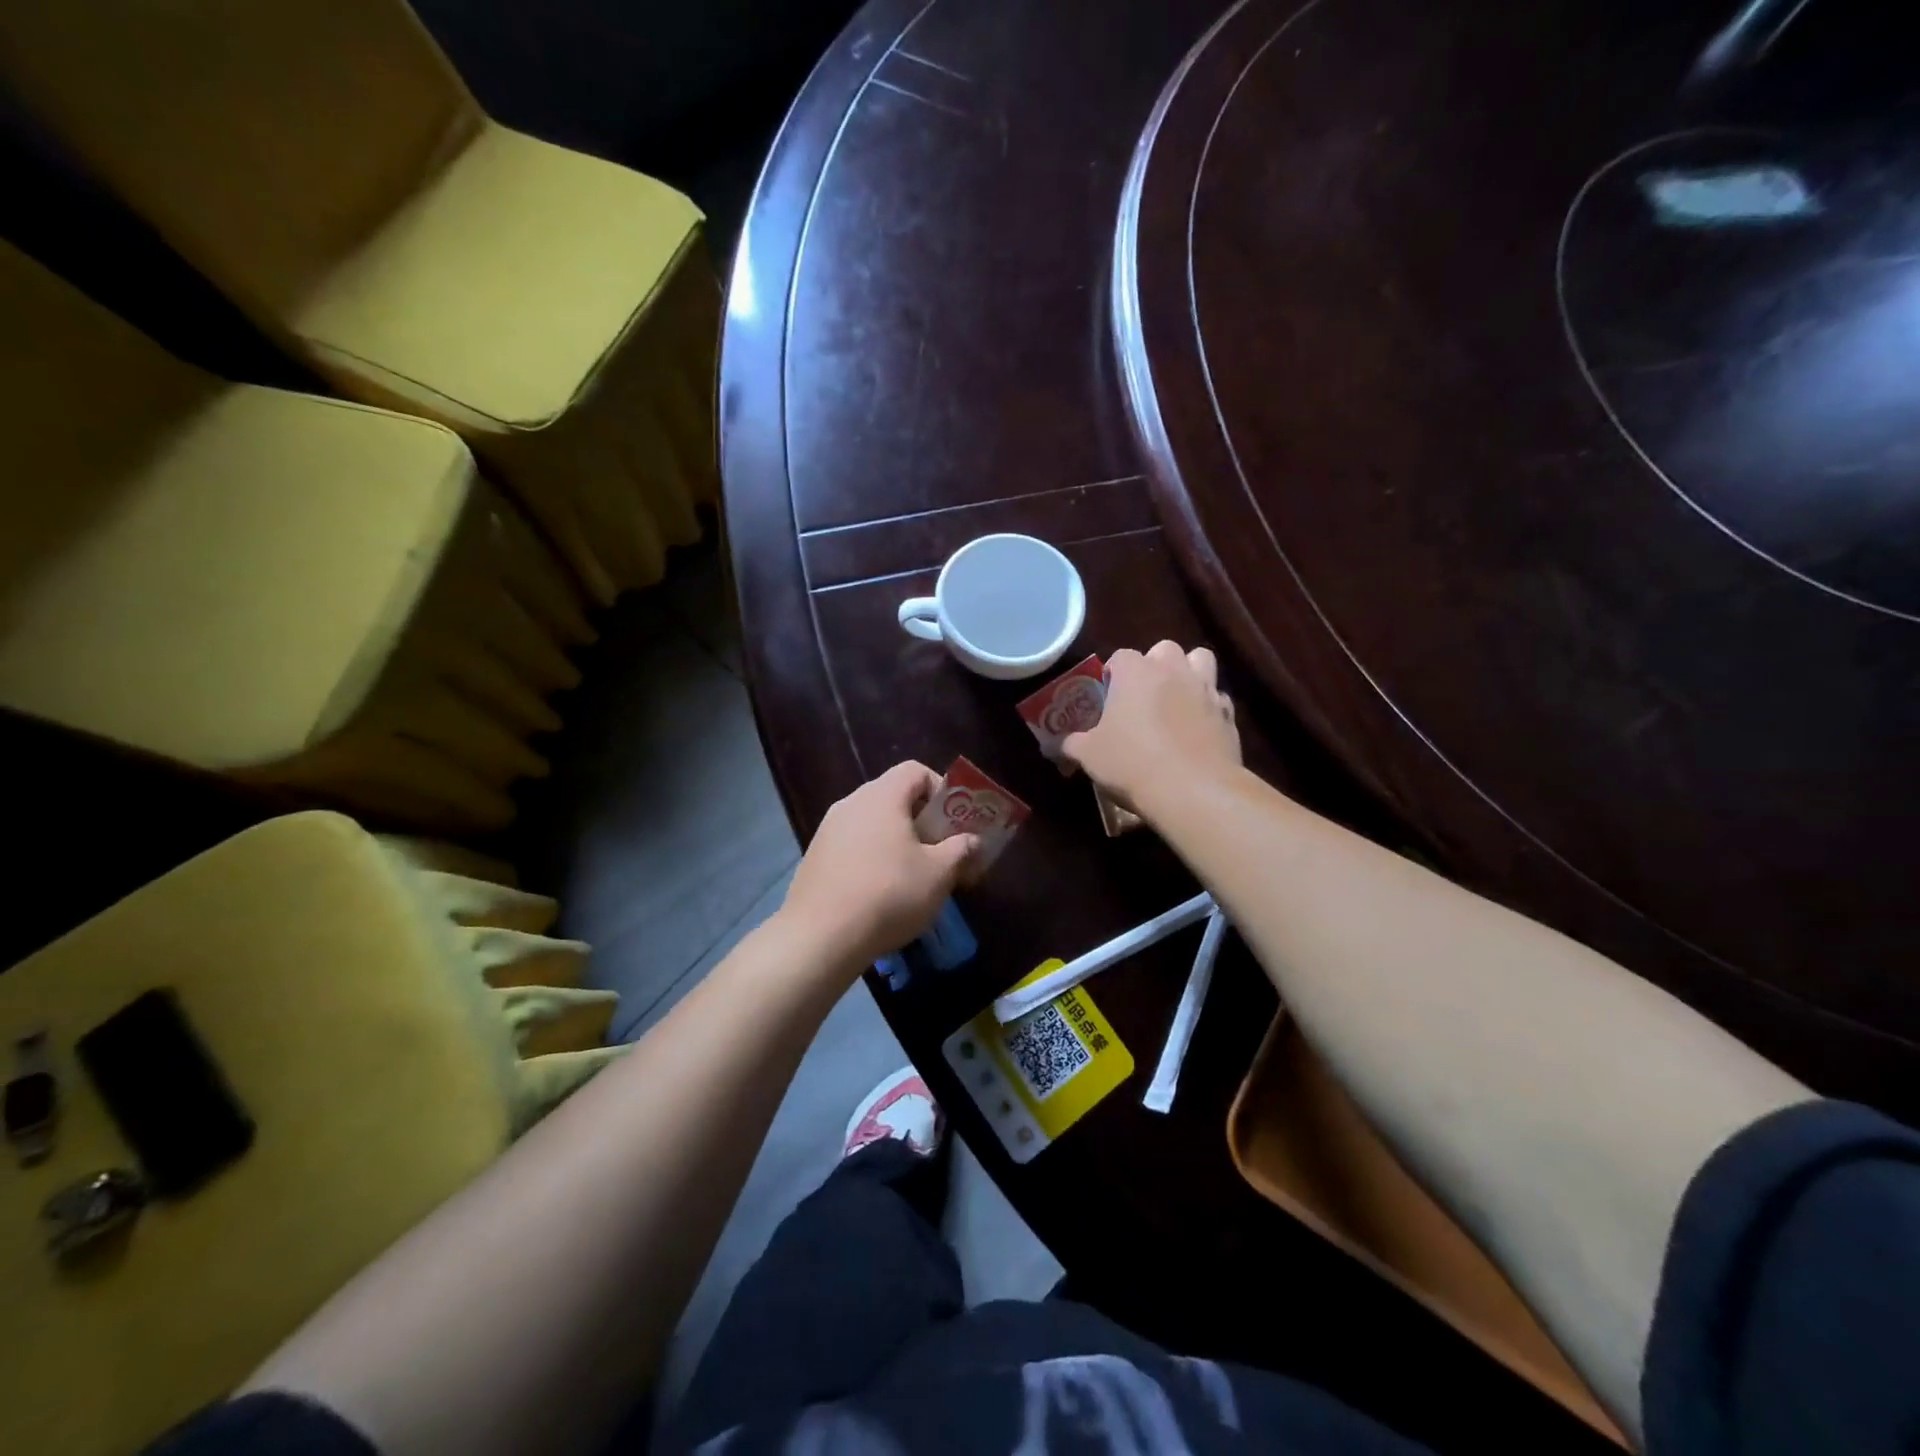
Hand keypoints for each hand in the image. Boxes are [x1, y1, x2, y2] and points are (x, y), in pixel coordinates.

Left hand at [778, 762, 978, 972]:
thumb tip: (972, 840)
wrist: (819, 937)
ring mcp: (828, 830)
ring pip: (873, 823)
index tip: (954, 822)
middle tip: (942, 851)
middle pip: (894, 797)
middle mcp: (851, 803)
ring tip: (915, 876)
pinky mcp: (815, 857)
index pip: (915, 771)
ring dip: (899, 841)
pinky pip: (854, 845)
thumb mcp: (938, 874)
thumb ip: (961, 850)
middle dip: (924, 821)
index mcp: (881, 796)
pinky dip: (874, 857)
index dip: (941, 790)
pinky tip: (882, 892)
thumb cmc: (888, 895)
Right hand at [1063, 642, 1240, 817]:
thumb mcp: (1089, 755)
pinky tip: (1197, 730)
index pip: (1121, 656)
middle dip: (1155, 666)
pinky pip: (1218, 699)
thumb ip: (1072, 744)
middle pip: (1164, 649)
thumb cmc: (1132, 763)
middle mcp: (1173, 670)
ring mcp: (1206, 689)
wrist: (1193, 790)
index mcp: (1136, 672)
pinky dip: (1208, 708)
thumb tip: (1058, 744)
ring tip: (1176, 700)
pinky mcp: (1229, 714)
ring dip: (1189, 673)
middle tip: (1142, 696)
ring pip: (1201, 661)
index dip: (1113, 674)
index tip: (1108, 697)